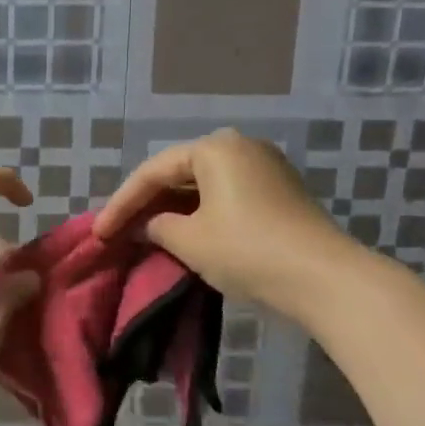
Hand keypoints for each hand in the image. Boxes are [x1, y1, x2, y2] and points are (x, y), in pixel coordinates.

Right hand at [94, 129, 358, 313]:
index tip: (99, 233)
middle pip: (178, 174)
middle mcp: (240, 146)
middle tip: (119, 230)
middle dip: (147, 204)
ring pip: (202, 186)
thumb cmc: (248, 250)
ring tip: (145, 234)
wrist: (325, 279)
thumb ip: (156, 227)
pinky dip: (200, 214)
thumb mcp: (189, 240)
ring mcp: (265, 167)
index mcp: (214, 148)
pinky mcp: (279, 193)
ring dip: (173, 210)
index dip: (121, 204)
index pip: (153, 172)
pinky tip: (184, 234)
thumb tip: (147, 225)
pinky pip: (225, 196)